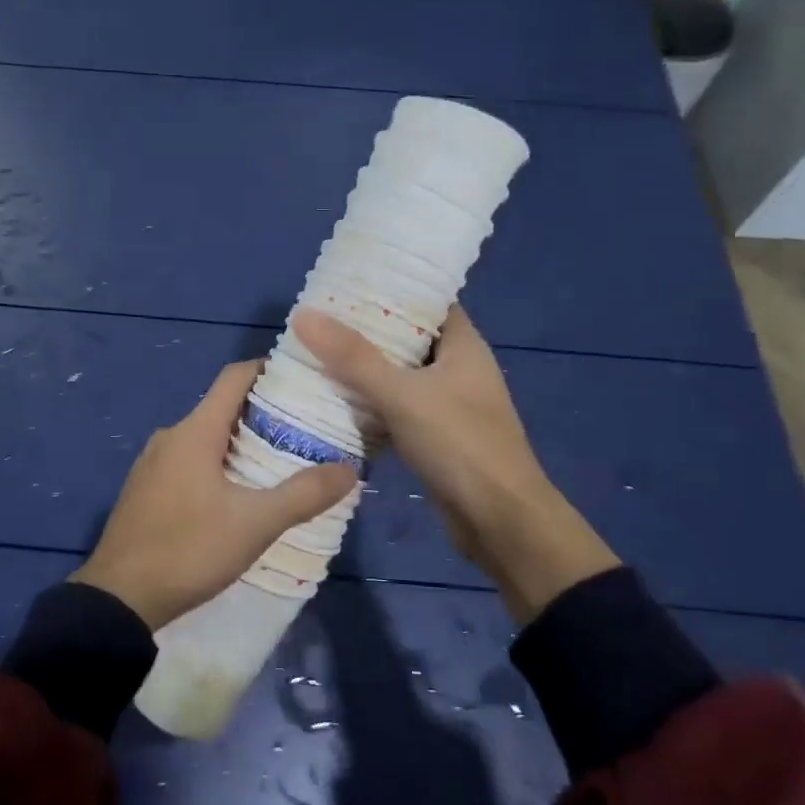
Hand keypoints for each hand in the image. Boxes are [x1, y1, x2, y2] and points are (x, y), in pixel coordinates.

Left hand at [73, 360, 358, 630]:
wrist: (118, 600)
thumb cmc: (189, 550)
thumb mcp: (254, 524)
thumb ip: (303, 494)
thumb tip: (350, 469)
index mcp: (194, 431)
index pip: (234, 377)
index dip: (269, 369)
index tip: (303, 377)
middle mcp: (170, 437)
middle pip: (222, 407)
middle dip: (263, 412)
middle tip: (305, 427)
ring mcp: (153, 464)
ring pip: (206, 438)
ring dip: (241, 442)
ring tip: (281, 460)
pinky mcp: (146, 490)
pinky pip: (189, 462)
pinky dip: (218, 464)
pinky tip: (240, 493)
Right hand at [293, 304, 617, 623]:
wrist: (500, 521)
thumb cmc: (460, 445)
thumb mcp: (402, 395)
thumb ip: (353, 358)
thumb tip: (304, 315)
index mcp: (464, 346)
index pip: (429, 302)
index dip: (392, 288)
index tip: (349, 282)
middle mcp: (459, 369)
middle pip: (409, 338)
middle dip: (368, 330)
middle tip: (320, 319)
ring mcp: (449, 405)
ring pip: (400, 376)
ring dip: (366, 370)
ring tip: (318, 354)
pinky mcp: (437, 437)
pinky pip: (398, 409)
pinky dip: (372, 404)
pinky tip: (335, 402)